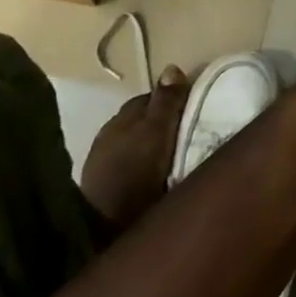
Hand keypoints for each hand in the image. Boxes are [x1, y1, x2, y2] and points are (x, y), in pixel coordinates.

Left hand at [81, 65, 188, 229]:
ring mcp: (101, 161)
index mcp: (122, 117)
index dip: (174, 100)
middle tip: (189, 132)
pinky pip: (128, 164)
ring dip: (151, 144)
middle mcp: (108, 133)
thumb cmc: (135, 174)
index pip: (152, 96)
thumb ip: (166, 101)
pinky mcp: (101, 188)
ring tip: (173, 155)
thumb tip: (171, 66)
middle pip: (142, 118)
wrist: (104, 229)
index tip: (195, 108)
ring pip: (134, 141)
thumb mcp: (159, 132)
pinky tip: (153, 175)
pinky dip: (141, 164)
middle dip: (163, 121)